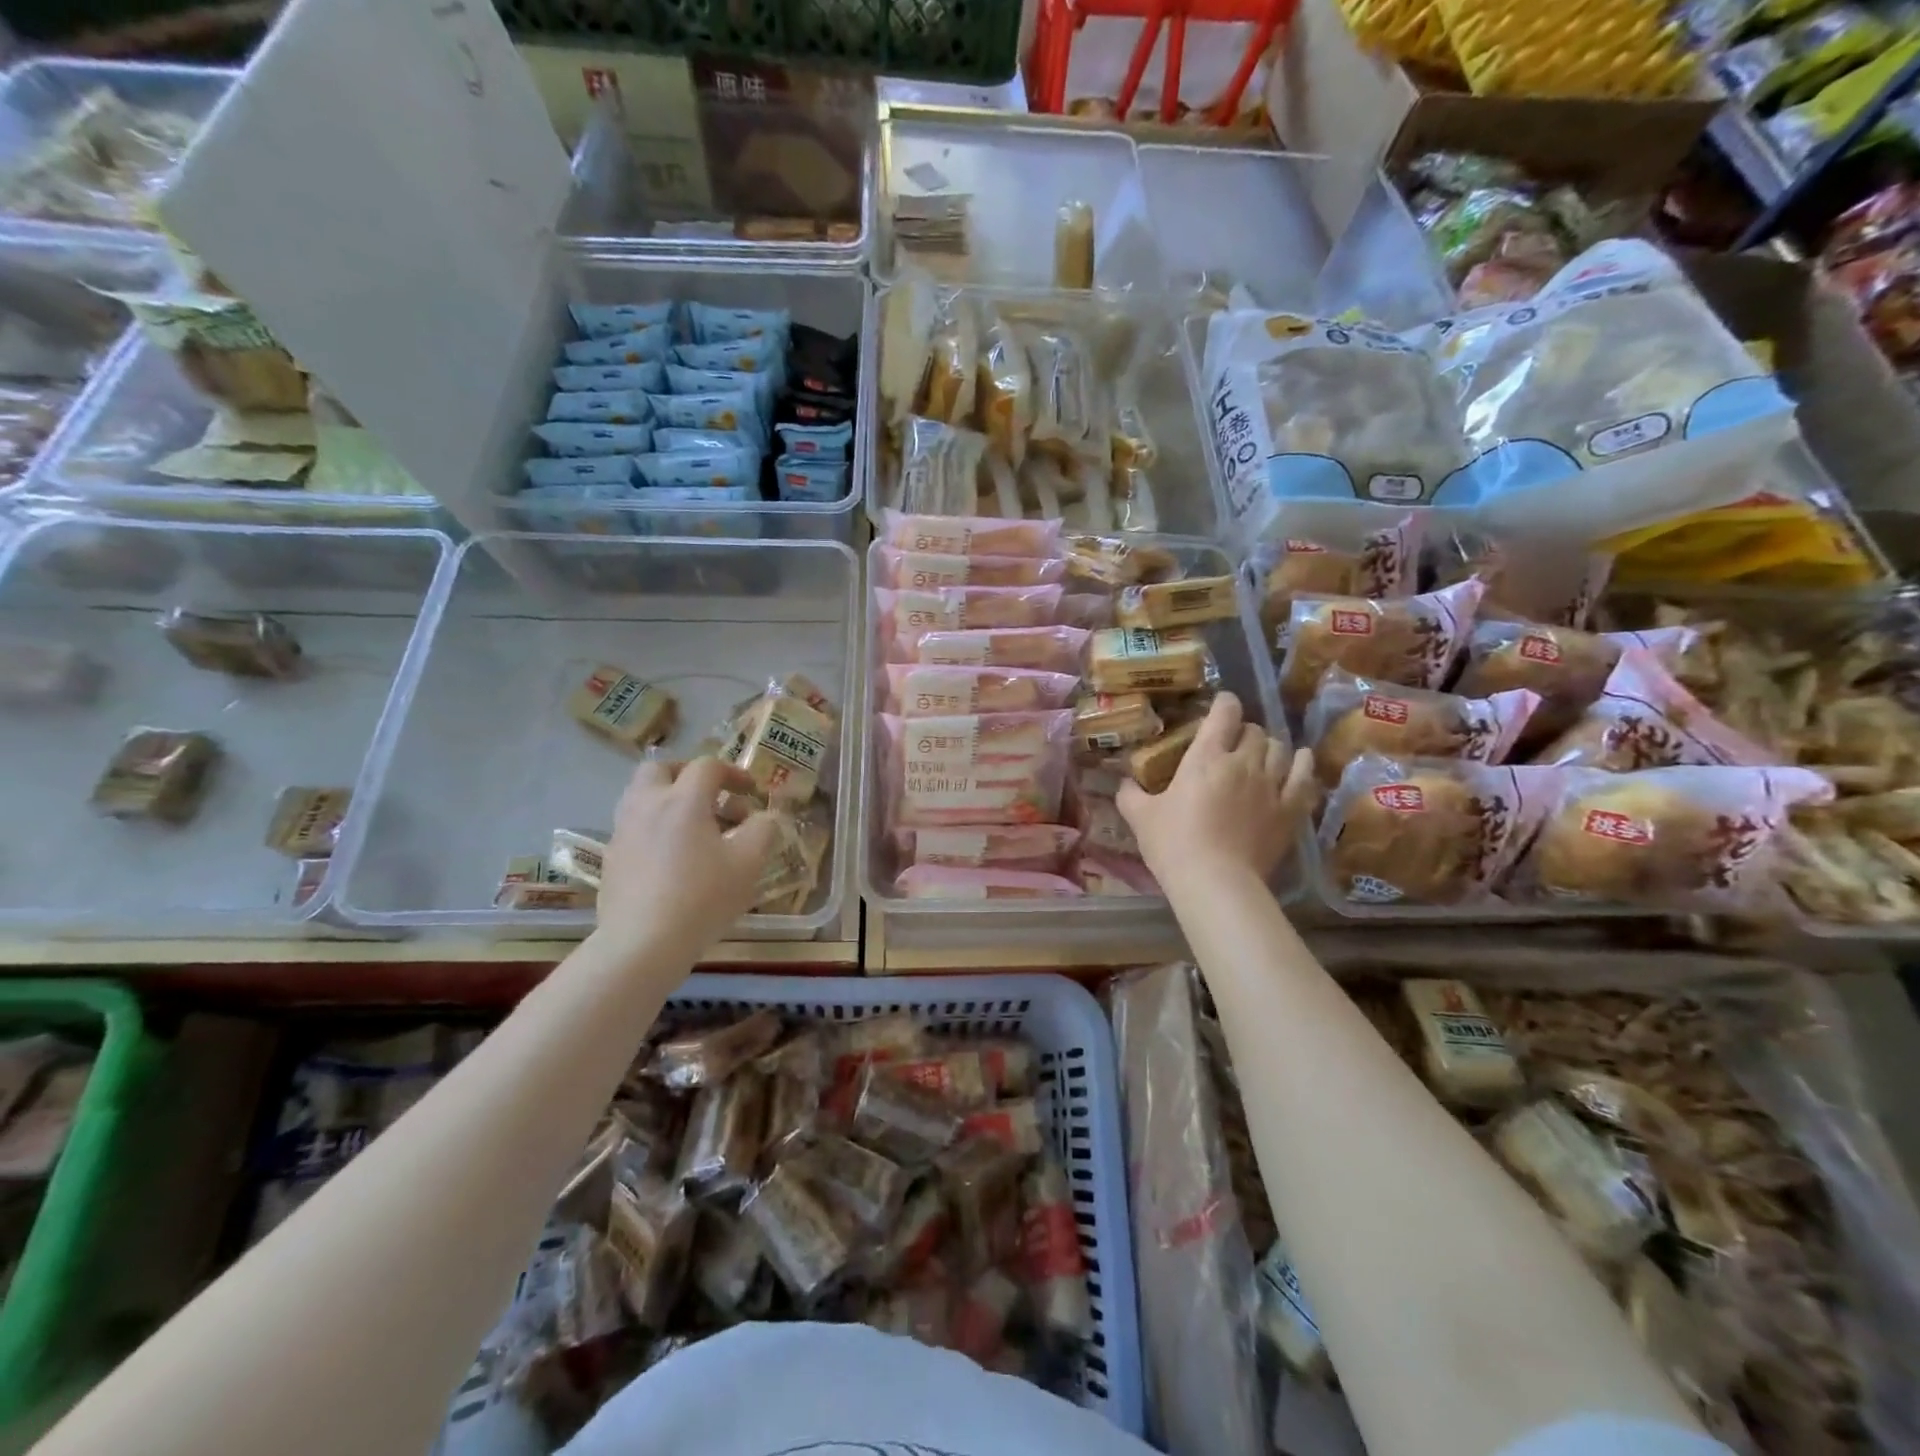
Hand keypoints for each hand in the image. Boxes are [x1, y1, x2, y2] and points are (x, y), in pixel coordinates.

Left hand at [596, 758, 781, 957]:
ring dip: (669, 800)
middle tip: (711, 795)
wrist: (642, 944)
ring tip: (694, 828)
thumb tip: (766, 817)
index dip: (733, 773)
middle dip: (687, 774)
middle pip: (660, 769)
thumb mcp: (748, 863)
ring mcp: (624, 831)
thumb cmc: (702, 898)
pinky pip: (634, 826)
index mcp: (683, 800)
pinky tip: (673, 857)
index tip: (751, 792)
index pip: (707, 767)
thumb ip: (763, 831)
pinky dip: (655, 827)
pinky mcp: (612, 858)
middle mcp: (648, 805)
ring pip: (641, 796)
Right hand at [1118, 692, 1317, 886]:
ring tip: (1262, 754)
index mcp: (1206, 757)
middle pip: (1254, 731)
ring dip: (1270, 747)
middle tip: (1233, 742)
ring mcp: (1272, 785)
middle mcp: (1243, 762)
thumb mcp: (1140, 817)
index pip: (1224, 713)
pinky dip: (1303, 765)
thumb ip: (1130, 794)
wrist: (1215, 882)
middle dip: (1244, 731)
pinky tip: (1300, 762)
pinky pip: (1305, 777)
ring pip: (1281, 749)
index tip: (1221, 705)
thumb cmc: (1173, 844)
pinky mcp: (1290, 810)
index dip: (1224, 703)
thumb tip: (1124, 783)